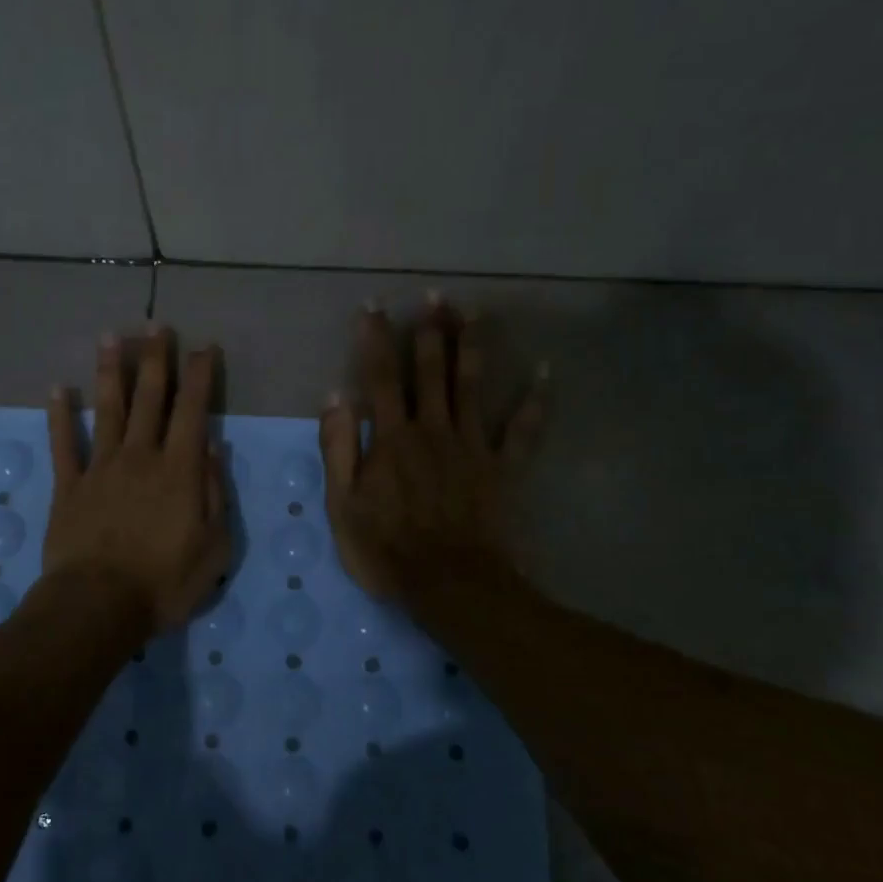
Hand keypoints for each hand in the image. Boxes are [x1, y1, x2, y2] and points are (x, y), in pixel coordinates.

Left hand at [43, 327, 232, 632]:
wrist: (98, 606)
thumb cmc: (164, 583)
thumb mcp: (213, 547)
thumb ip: (214, 493)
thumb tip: (211, 448)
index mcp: (178, 470)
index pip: (192, 411)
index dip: (199, 376)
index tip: (204, 347)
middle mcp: (140, 457)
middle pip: (149, 398)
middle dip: (155, 359)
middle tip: (156, 325)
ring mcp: (100, 468)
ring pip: (107, 410)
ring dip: (110, 372)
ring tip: (111, 337)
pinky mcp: (68, 486)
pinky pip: (63, 444)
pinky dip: (59, 416)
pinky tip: (57, 389)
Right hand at [319, 300, 544, 600]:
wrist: (452, 586)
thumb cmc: (388, 549)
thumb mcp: (342, 505)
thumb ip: (338, 449)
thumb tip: (335, 396)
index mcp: (392, 438)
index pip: (380, 377)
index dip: (374, 339)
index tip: (373, 306)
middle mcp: (433, 429)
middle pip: (431, 371)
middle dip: (430, 330)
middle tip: (435, 295)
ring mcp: (473, 446)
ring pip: (473, 385)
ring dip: (473, 346)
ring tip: (475, 311)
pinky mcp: (504, 467)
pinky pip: (525, 429)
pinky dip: (537, 400)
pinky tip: (547, 372)